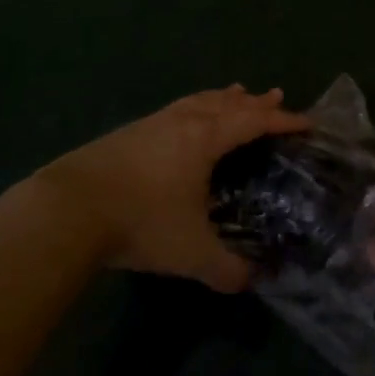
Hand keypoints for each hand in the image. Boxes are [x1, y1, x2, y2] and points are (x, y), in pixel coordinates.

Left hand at [38, 85, 309, 291]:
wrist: (68, 209)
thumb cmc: (141, 221)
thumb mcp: (190, 252)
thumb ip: (225, 269)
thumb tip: (251, 282)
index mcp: (207, 138)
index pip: (254, 121)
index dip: (283, 121)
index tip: (306, 121)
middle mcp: (184, 122)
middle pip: (228, 103)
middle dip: (255, 102)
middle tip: (276, 95)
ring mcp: (153, 124)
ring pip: (198, 101)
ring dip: (222, 98)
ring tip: (235, 93)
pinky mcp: (128, 133)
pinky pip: (176, 109)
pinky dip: (194, 107)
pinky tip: (183, 121)